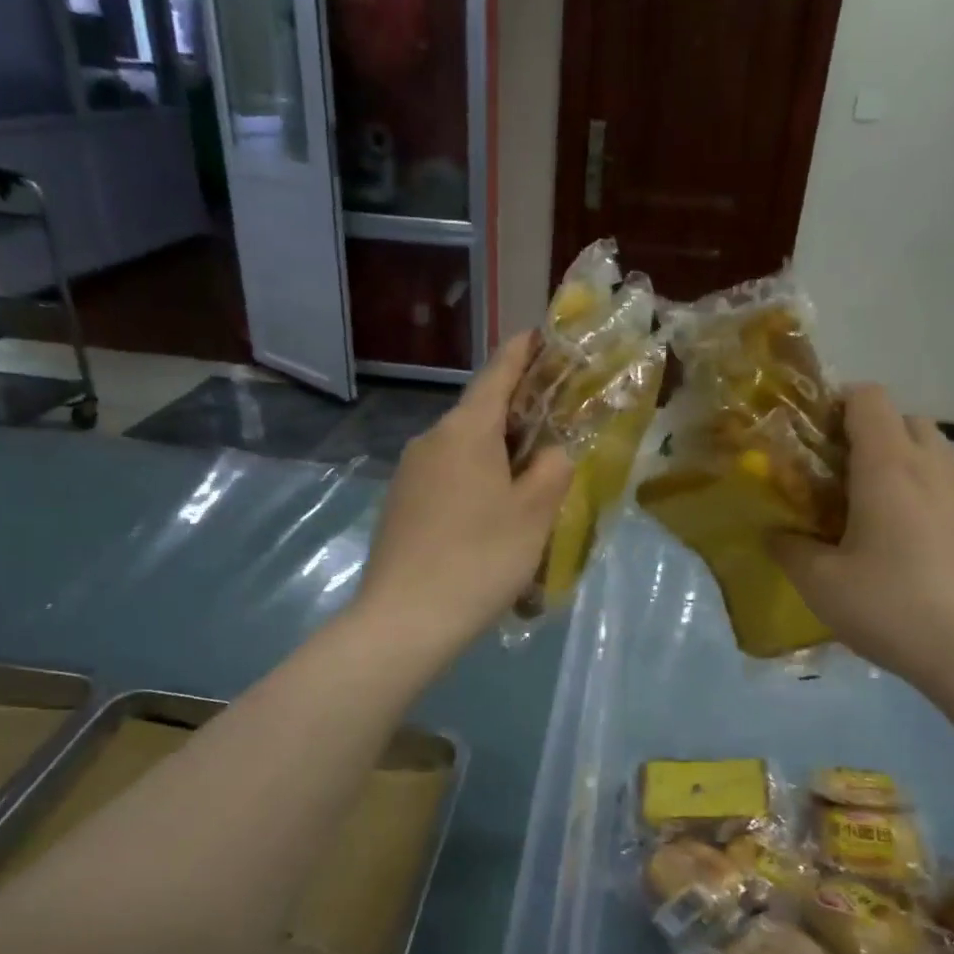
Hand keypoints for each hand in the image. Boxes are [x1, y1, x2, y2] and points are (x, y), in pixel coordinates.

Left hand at [352, 332, 573, 656]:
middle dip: (517, 415)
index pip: (497, 375)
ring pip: (463, 451)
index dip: (521, 352)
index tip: (539, 334)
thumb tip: (551, 452)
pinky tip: (491, 519)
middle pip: (480, 414)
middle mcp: (431, 441)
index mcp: (465, 431)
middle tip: (554, 426)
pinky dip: (474, 484)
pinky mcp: (400, 506)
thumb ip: (552, 469)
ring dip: (496, 457)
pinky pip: (446, 480)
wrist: (405, 620)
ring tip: (528, 484)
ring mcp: (409, 474)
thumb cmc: (479, 558)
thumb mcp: (534, 513)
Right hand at [771, 386, 953, 685]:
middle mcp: (937, 467)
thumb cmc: (892, 607)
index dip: (841, 403)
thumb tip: (774, 534)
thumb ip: (789, 550)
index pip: (870, 398)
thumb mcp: (821, 584)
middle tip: (849, 480)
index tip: (820, 436)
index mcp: (888, 467)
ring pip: (940, 455)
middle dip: (876, 435)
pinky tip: (927, 550)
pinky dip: (939, 500)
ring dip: (911, 467)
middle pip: (908, 420)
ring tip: (888, 516)